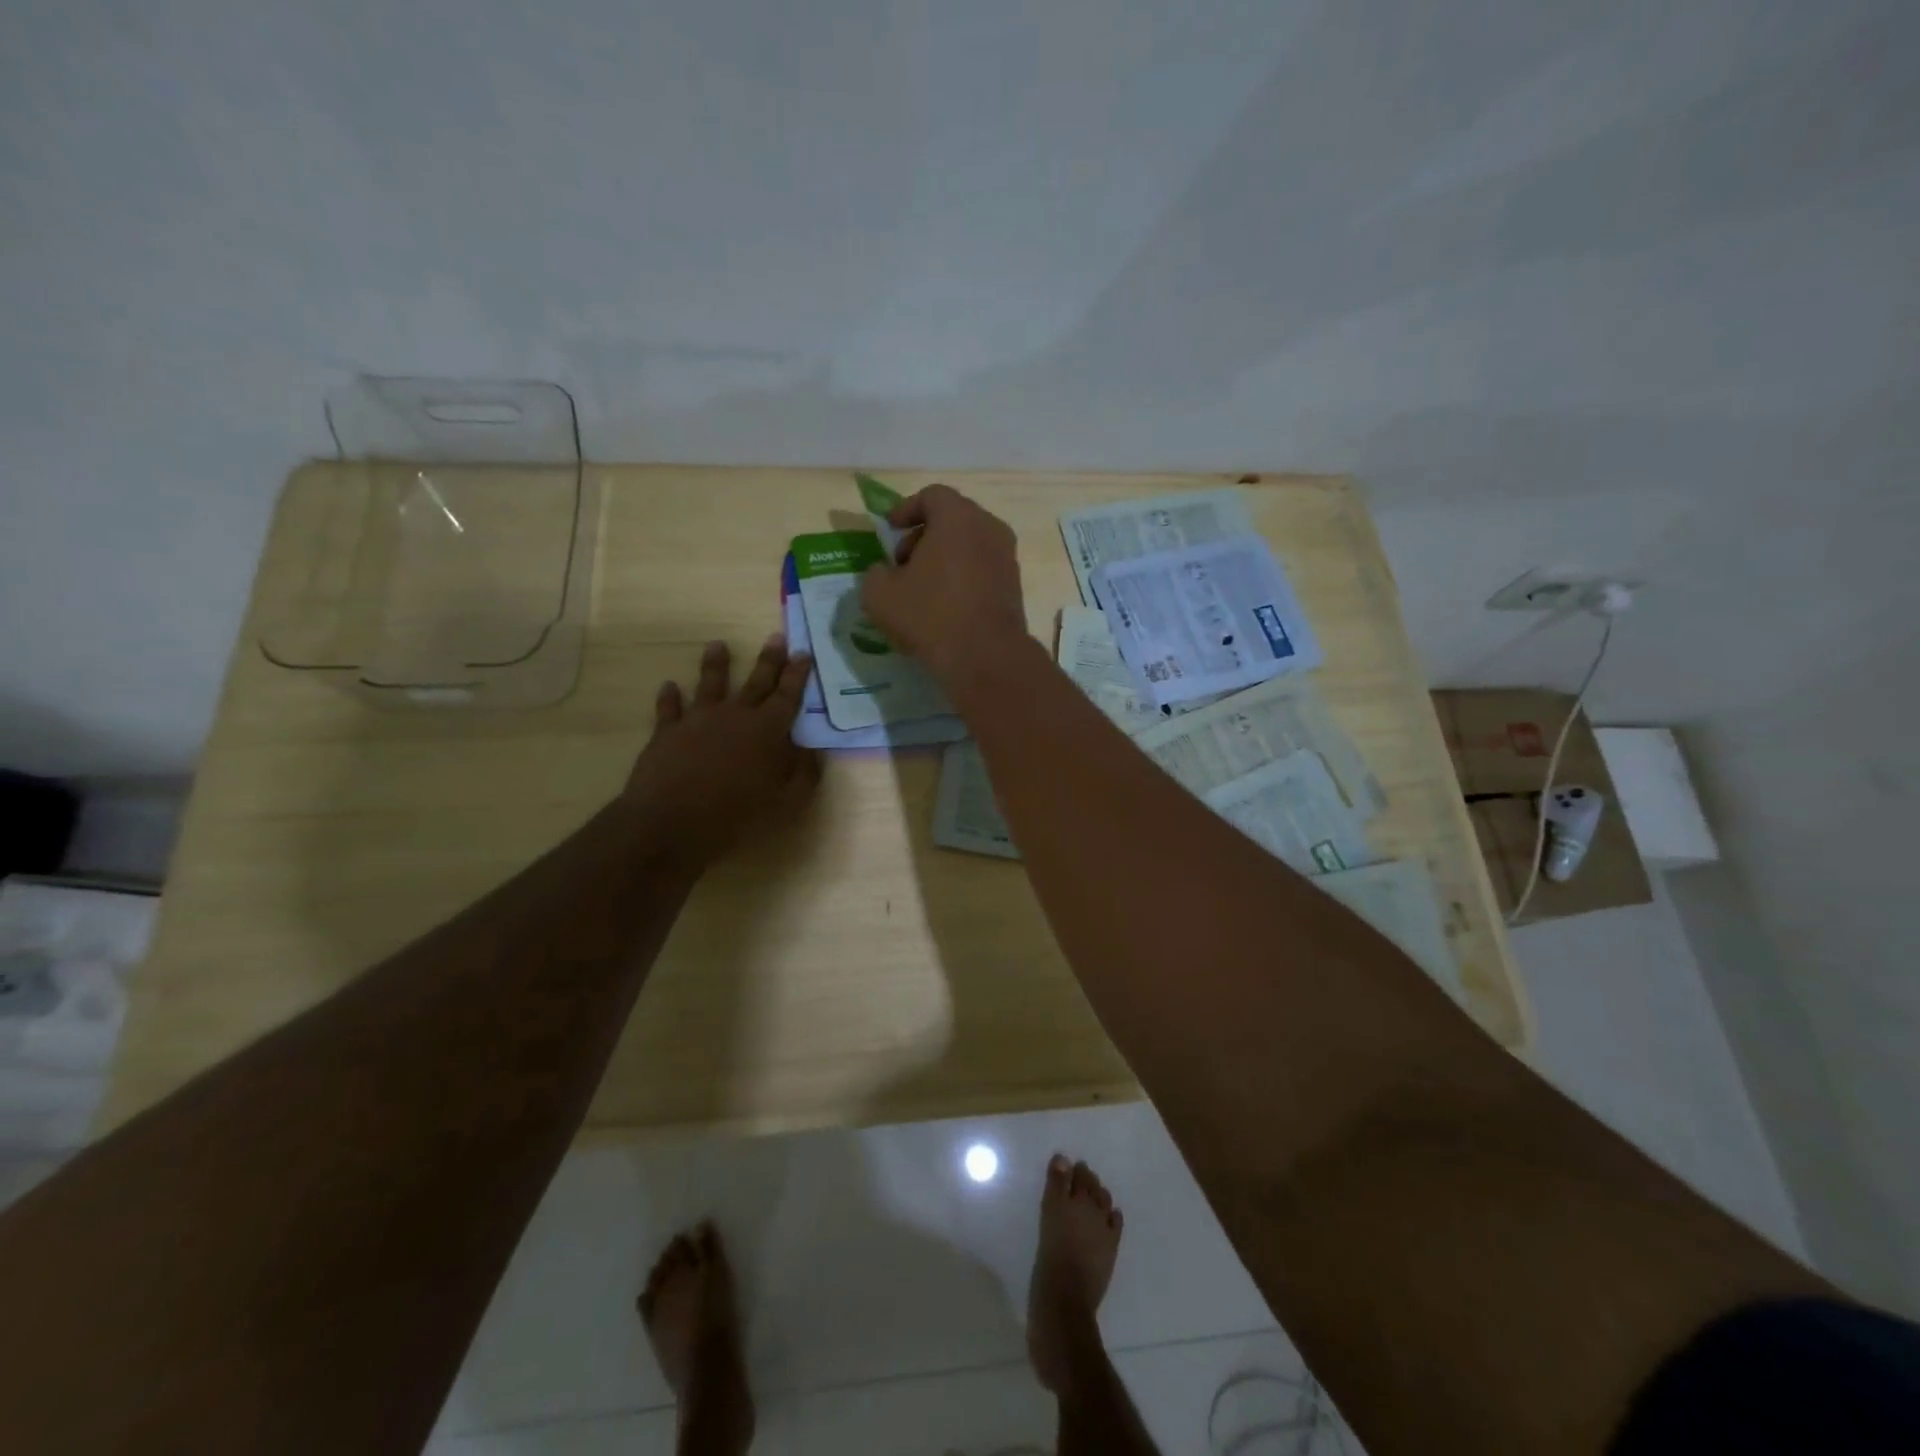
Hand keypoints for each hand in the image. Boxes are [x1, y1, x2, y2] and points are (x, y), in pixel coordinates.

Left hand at [622, 636, 820, 868]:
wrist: (673, 821)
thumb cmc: (738, 814)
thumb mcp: (787, 801)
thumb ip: (804, 773)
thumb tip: (812, 749)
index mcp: (768, 729)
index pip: (789, 695)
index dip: (798, 674)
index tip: (804, 653)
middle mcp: (735, 715)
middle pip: (756, 681)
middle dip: (769, 659)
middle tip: (776, 637)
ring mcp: (698, 720)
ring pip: (710, 683)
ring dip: (715, 664)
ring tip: (717, 644)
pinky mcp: (667, 732)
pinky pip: (669, 708)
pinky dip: (669, 696)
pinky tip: (668, 687)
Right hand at [860, 484, 1027, 683]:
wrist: (986, 656)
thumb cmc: (930, 616)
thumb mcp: (879, 595)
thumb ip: (875, 574)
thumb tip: (884, 572)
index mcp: (958, 518)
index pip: (932, 496)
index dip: (906, 509)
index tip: (890, 529)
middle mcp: (989, 529)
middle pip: (953, 519)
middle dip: (923, 536)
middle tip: (902, 563)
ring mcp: (1007, 558)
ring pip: (969, 545)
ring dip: (943, 559)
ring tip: (921, 589)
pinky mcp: (1014, 587)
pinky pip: (982, 569)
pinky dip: (962, 577)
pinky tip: (944, 607)